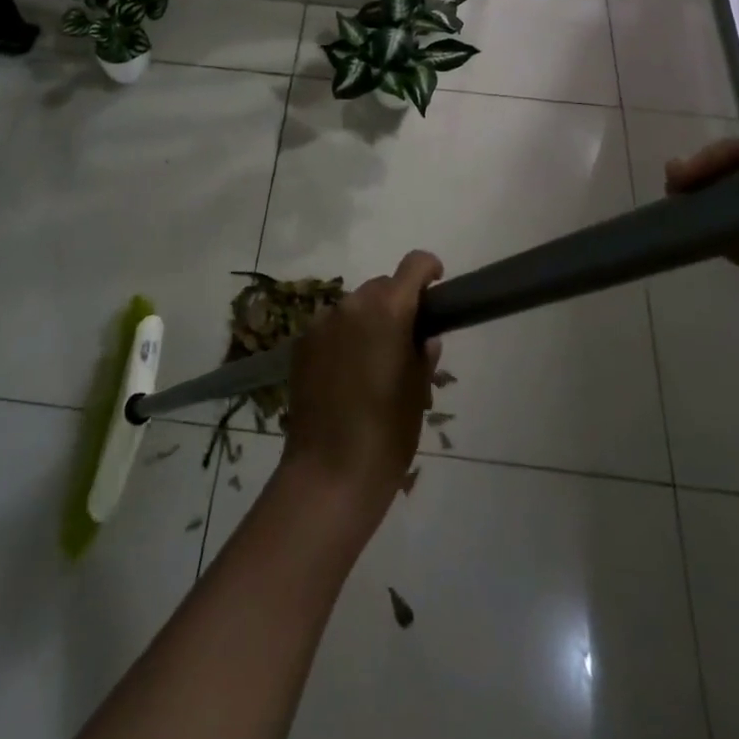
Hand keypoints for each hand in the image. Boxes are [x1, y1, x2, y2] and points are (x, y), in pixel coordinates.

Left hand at [280, 251, 442, 526]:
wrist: (330, 472)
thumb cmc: (387, 433)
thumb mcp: (418, 392)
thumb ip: (423, 354)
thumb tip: (424, 337)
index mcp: (388, 311)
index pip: (413, 265)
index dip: (428, 269)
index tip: (437, 285)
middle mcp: (352, 305)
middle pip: (381, 287)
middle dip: (397, 304)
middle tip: (407, 341)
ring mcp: (321, 323)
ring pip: (354, 308)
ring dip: (368, 322)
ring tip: (374, 365)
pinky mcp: (301, 344)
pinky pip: (331, 328)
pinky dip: (343, 339)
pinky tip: (347, 376)